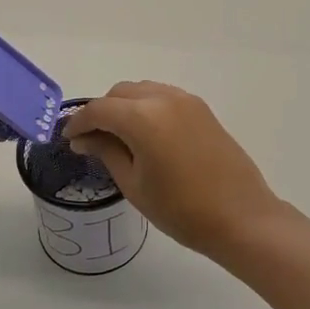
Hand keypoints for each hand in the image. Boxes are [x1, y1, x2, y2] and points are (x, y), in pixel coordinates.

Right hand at [66, 82, 281, 257]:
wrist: (241, 217)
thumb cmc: (181, 209)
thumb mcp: (134, 184)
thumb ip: (107, 152)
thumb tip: (85, 138)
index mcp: (143, 117)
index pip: (99, 110)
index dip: (79, 123)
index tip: (69, 140)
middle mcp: (164, 98)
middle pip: (120, 94)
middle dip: (102, 112)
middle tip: (92, 141)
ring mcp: (187, 101)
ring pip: (143, 91)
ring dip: (125, 107)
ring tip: (118, 138)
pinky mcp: (202, 110)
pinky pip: (164, 98)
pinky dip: (147, 108)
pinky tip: (146, 135)